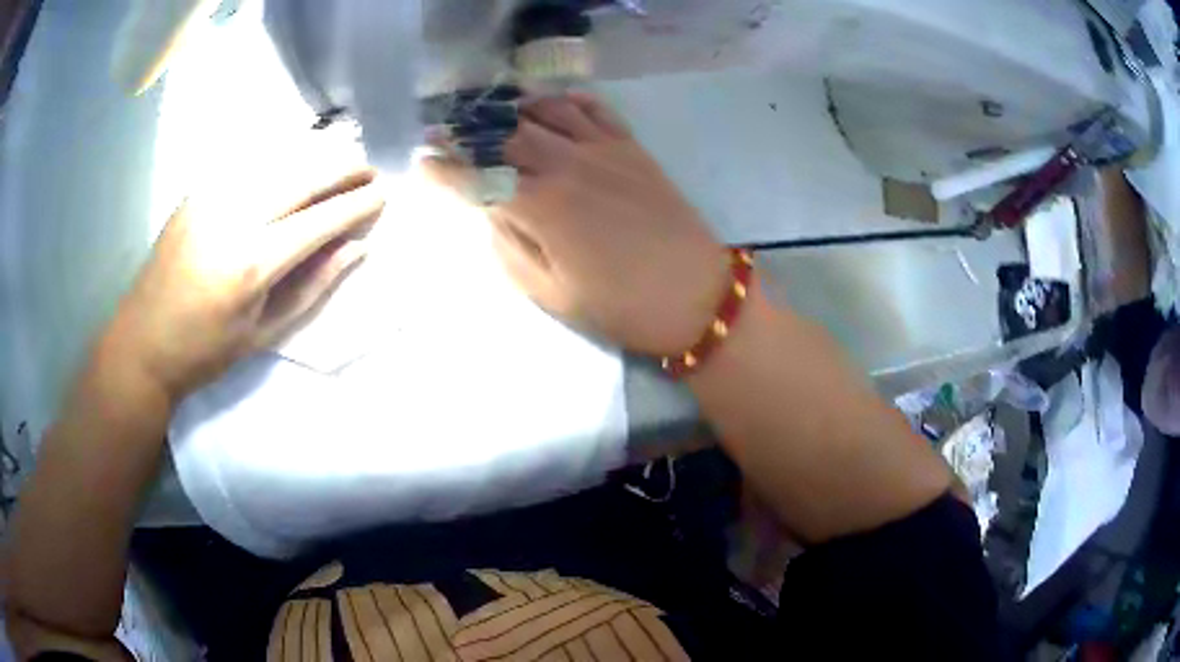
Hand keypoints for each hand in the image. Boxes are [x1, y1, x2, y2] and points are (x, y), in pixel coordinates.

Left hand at [108, 167, 385, 400]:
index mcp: (252, 265)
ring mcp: (212, 197)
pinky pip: (249, 160)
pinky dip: (281, 154)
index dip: (357, 204)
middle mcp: (234, 218)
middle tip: (368, 169)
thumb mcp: (264, 333)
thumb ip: (313, 286)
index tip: (382, 195)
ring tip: (340, 157)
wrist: (142, 341)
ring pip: (278, 156)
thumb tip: (356, 248)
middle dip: (344, 166)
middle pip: (303, 174)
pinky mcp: (197, 190)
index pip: (320, 219)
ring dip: (316, 153)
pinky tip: (295, 157)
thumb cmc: (206, 350)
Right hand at [425, 93, 727, 355]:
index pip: (477, 175)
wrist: (696, 295)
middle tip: (446, 130)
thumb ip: (510, 246)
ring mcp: (603, 149)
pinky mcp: (631, 147)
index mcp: (542, 205)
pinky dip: (565, 101)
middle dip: (468, 130)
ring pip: (545, 109)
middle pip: (505, 132)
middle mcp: (567, 164)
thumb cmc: (621, 306)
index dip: (444, 168)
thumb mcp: (551, 292)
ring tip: (493, 117)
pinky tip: (551, 108)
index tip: (422, 162)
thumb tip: (492, 210)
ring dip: (513, 109)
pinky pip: (593, 108)